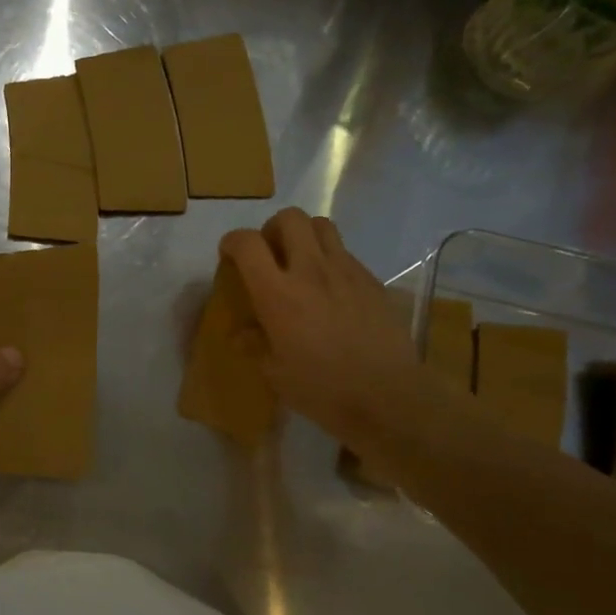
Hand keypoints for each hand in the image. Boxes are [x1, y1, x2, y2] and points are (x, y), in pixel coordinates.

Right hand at [220, 208, 428, 456]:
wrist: (386, 396)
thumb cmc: (321, 389)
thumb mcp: (275, 373)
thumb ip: (255, 344)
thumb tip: (242, 333)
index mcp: (278, 294)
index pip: (248, 243)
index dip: (232, 241)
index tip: (229, 255)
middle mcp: (310, 271)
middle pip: (289, 218)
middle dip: (272, 229)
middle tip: (269, 255)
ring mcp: (346, 271)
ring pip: (321, 225)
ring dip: (304, 235)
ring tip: (300, 262)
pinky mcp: (371, 280)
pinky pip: (345, 253)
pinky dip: (330, 259)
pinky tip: (330, 290)